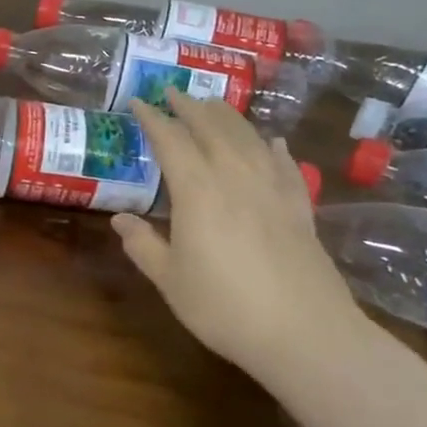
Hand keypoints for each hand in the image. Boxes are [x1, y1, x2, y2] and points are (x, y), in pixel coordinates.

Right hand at [112, 95, 363, 380]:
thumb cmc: (223, 307)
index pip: (171, 141)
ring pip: (249, 139)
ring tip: (214, 104)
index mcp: (198, 191)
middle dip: (190, 107)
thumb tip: (120, 219)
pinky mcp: (300, 209)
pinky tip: (272, 141)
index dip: (152, 118)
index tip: (137, 101)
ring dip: (228, 117)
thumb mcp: (169, 279)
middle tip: (173, 92)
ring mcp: (273, 191)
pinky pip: (285, 166)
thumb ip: (143, 245)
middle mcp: (236, 178)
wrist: (305, 334)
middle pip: (213, 129)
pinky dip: (274, 148)